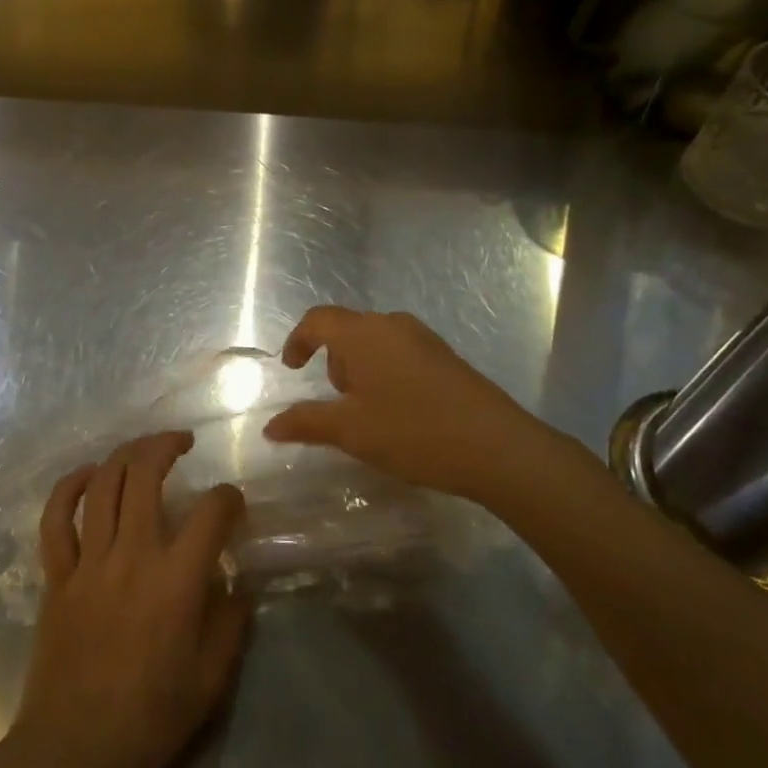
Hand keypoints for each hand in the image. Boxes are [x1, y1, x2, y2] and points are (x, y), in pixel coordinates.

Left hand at [9, 431, 250, 767]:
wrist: (74, 751)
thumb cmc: (149, 720)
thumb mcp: (210, 682)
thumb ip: (231, 625)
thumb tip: (238, 584)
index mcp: (175, 581)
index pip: (211, 513)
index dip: (228, 497)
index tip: (232, 502)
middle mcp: (131, 556)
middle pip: (145, 474)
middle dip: (166, 445)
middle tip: (182, 441)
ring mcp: (88, 561)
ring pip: (104, 484)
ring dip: (125, 454)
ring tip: (143, 448)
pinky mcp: (57, 574)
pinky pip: (57, 517)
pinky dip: (71, 487)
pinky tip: (89, 474)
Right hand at [262, 305, 553, 499]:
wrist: (498, 447)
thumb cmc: (413, 432)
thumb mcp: (351, 432)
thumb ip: (306, 423)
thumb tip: (270, 426)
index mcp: (362, 333)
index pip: (318, 320)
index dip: (298, 340)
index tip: (292, 368)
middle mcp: (391, 324)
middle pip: (348, 330)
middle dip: (334, 361)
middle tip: (337, 402)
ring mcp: (423, 337)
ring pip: (375, 341)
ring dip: (361, 368)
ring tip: (369, 411)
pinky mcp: (446, 355)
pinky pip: (400, 352)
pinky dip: (386, 372)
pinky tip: (400, 411)